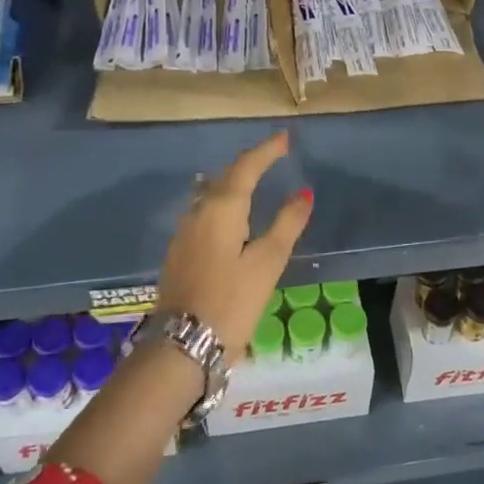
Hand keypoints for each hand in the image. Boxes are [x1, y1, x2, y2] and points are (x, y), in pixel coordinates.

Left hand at [157, 132, 312, 358]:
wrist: (181, 346)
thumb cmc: (231, 301)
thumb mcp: (267, 262)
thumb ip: (287, 224)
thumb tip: (304, 193)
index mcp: (222, 208)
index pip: (247, 167)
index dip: (267, 150)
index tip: (285, 138)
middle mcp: (198, 211)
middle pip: (226, 176)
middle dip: (250, 163)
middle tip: (272, 155)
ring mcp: (184, 232)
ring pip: (210, 193)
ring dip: (233, 181)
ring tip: (253, 180)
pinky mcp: (178, 251)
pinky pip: (203, 211)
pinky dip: (221, 201)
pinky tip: (229, 214)